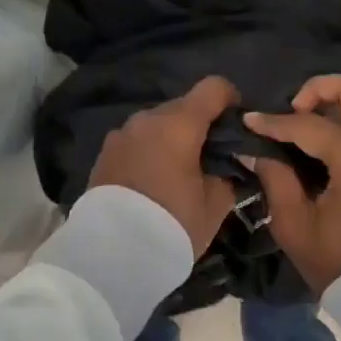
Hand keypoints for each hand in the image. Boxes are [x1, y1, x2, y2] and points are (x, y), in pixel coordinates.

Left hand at [89, 76, 240, 254]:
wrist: (113, 253)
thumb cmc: (173, 223)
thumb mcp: (215, 205)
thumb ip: (226, 175)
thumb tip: (226, 165)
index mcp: (180, 124)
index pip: (214, 87)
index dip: (230, 100)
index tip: (235, 125)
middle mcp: (148, 118)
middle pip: (184, 106)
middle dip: (199, 125)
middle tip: (209, 157)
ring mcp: (122, 134)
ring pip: (157, 124)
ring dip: (171, 138)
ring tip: (177, 172)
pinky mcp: (104, 152)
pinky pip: (137, 141)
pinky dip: (149, 151)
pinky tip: (152, 181)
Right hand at [243, 75, 340, 293]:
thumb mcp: (296, 225)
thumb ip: (275, 179)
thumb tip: (257, 150)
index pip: (311, 125)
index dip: (275, 122)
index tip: (249, 120)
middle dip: (320, 89)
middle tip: (295, 110)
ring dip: (337, 106)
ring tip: (306, 130)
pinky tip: (325, 150)